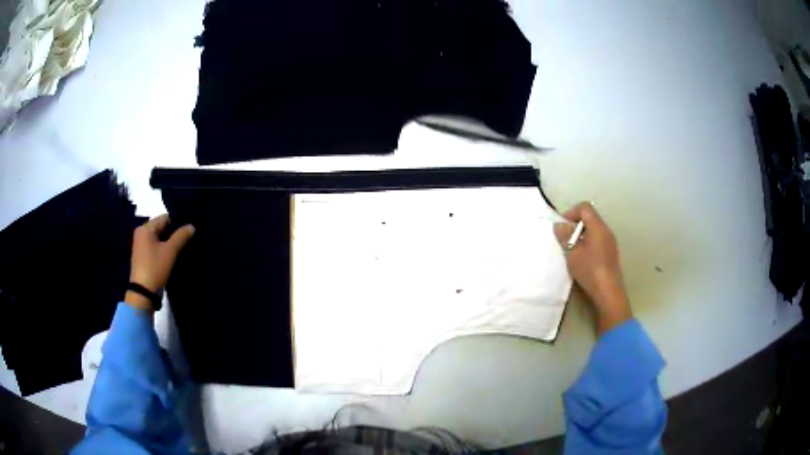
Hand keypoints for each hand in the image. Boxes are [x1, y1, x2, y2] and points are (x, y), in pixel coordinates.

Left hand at [125, 215, 194, 310]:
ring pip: (159, 238)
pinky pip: (155, 247)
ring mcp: (140, 246)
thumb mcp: (170, 251)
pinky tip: (172, 255)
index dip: (177, 222)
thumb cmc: (155, 267)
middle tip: (187, 239)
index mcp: (145, 228)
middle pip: (161, 228)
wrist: (143, 292)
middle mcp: (141, 234)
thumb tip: (191, 226)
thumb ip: (181, 236)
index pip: (165, 218)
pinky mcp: (143, 257)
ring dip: (169, 242)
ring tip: (181, 247)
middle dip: (173, 233)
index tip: (188, 230)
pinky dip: (163, 249)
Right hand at [554, 202, 631, 334]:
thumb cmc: (590, 270)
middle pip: (590, 218)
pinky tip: (582, 260)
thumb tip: (559, 225)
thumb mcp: (573, 253)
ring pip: (594, 230)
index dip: (571, 212)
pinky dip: (588, 244)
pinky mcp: (611, 254)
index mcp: (598, 227)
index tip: (562, 227)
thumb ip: (565, 237)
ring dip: (581, 236)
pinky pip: (598, 241)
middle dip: (575, 225)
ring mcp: (610, 243)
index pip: (585, 207)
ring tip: (572, 251)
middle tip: (565, 239)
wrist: (608, 293)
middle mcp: (606, 231)